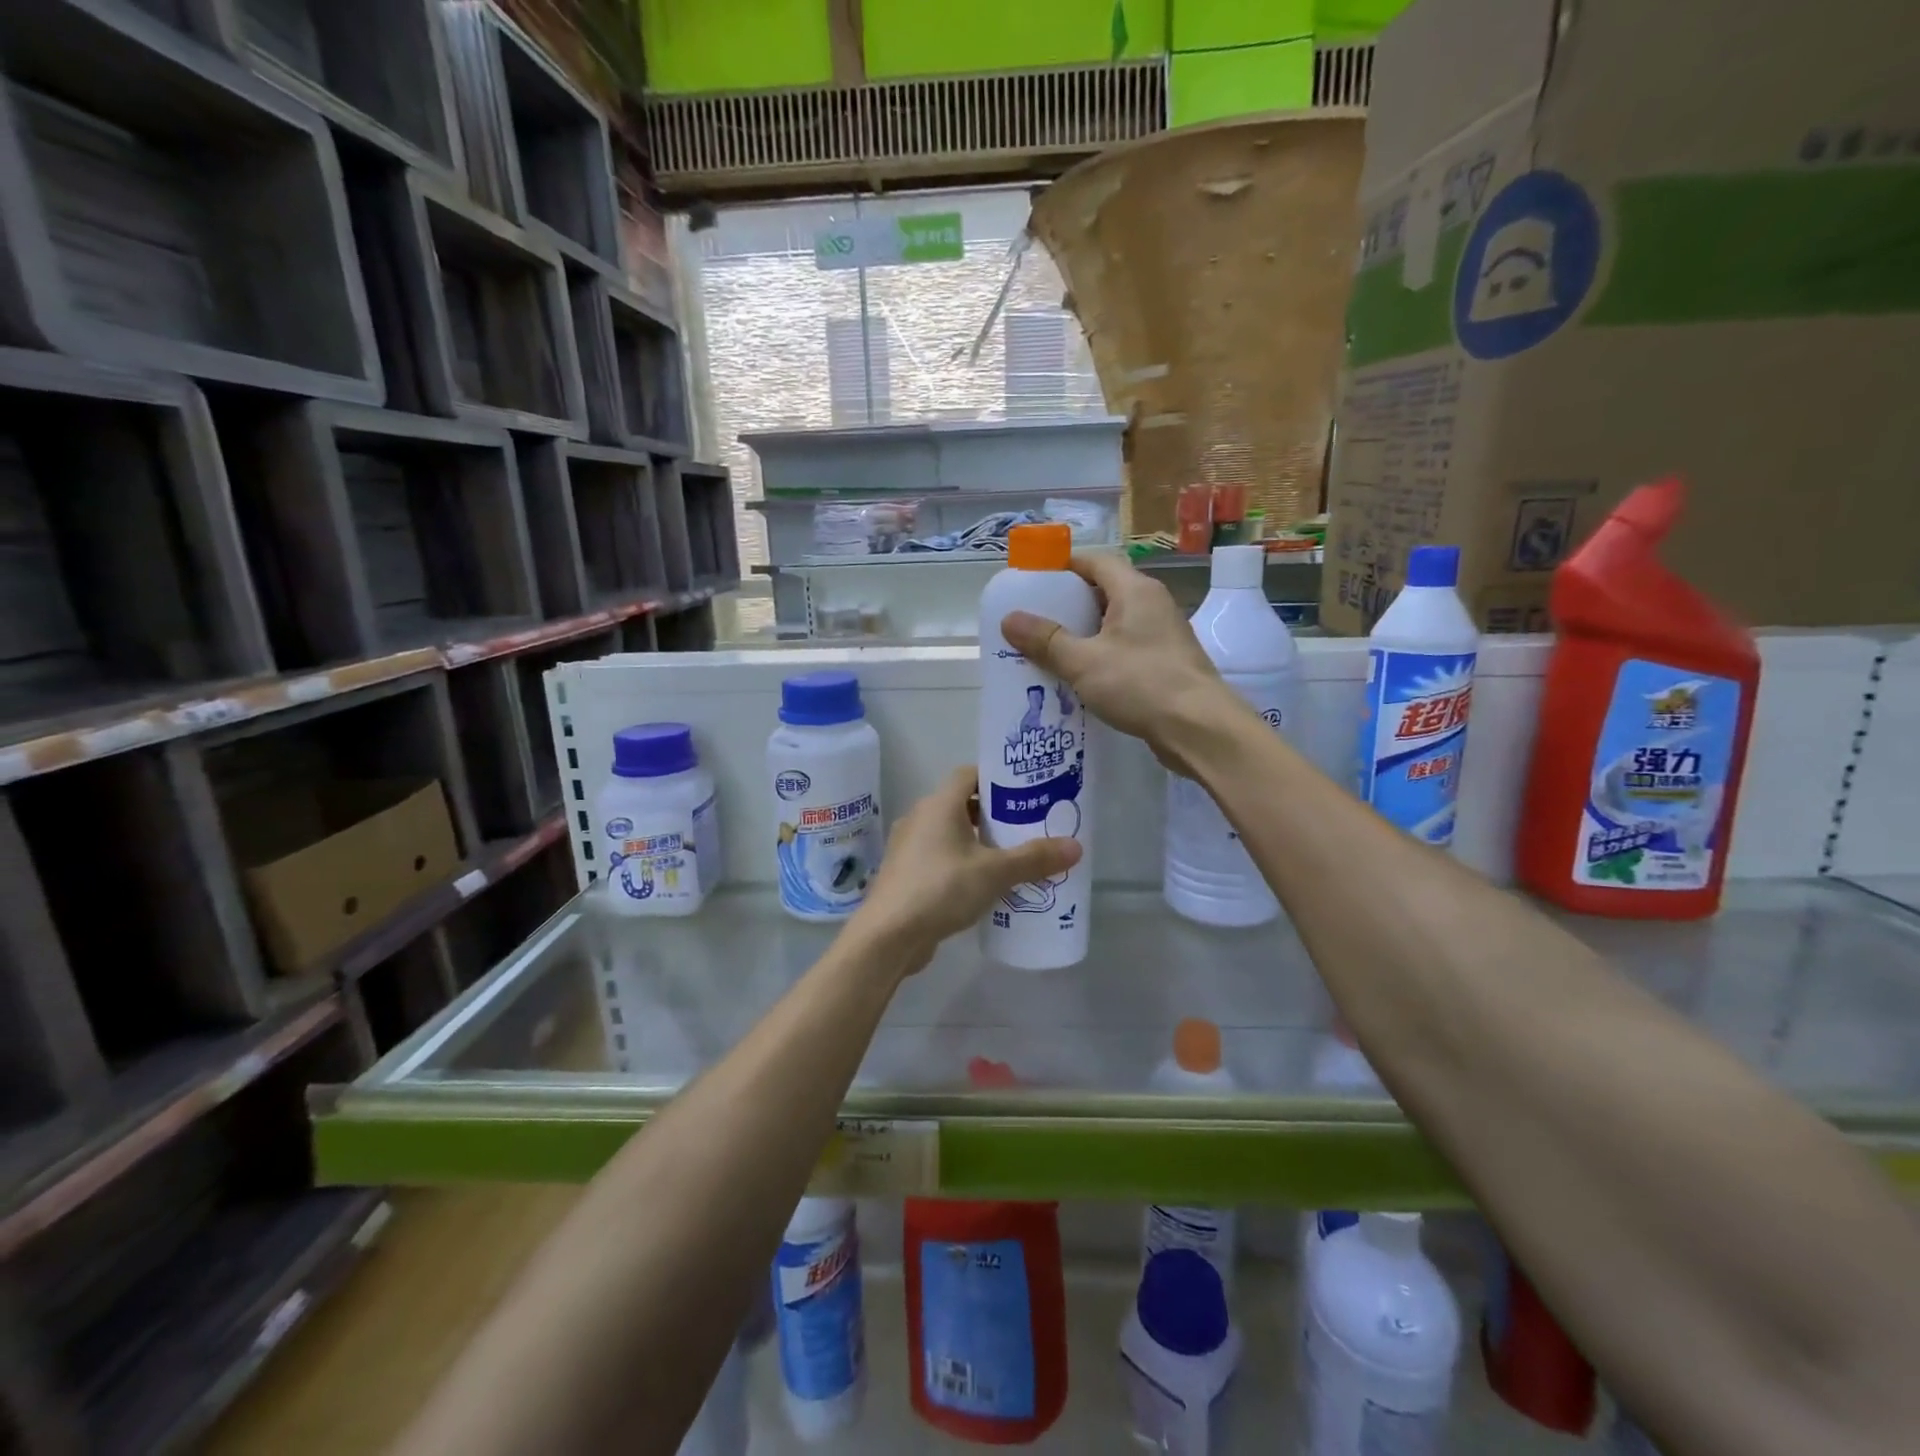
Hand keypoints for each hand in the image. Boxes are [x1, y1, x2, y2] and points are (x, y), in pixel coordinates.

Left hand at [850, 767, 1080, 970]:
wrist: (888, 935)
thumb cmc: (941, 889)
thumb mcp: (995, 872)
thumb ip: (1034, 858)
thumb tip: (1076, 846)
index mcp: (939, 804)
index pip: (969, 774)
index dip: (997, 778)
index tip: (1025, 791)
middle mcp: (920, 817)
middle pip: (962, 804)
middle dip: (994, 814)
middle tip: (1027, 827)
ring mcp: (909, 847)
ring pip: (950, 833)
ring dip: (978, 842)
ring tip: (1012, 858)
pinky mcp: (906, 874)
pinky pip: (940, 857)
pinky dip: (962, 863)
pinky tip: (984, 885)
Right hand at [1000, 553, 1231, 772]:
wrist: (1199, 728)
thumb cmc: (1141, 684)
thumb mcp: (1083, 661)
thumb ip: (1046, 640)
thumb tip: (1009, 619)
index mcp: (1135, 591)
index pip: (1096, 561)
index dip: (1064, 566)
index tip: (1034, 580)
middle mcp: (1153, 604)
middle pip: (1105, 591)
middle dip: (1069, 603)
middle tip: (1035, 619)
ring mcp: (1163, 635)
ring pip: (1115, 623)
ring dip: (1084, 633)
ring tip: (1049, 649)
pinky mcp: (1166, 663)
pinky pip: (1126, 648)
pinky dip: (1101, 655)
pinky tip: (1080, 677)